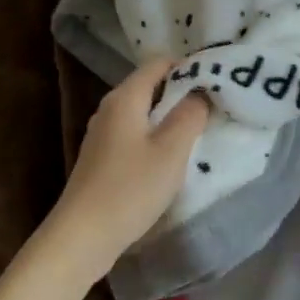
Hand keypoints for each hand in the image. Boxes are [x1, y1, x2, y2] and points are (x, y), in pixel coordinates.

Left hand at [45, 60, 209, 278]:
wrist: (83, 236)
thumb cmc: (130, 189)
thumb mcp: (171, 150)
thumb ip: (190, 115)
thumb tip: (201, 92)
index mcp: (124, 98)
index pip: (158, 63)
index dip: (188, 66)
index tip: (217, 80)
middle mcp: (109, 109)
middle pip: (150, 86)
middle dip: (182, 91)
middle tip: (215, 104)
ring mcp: (103, 135)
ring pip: (143, 112)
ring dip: (170, 117)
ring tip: (201, 128)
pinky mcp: (102, 159)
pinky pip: (136, 134)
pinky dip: (156, 136)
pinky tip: (172, 156)